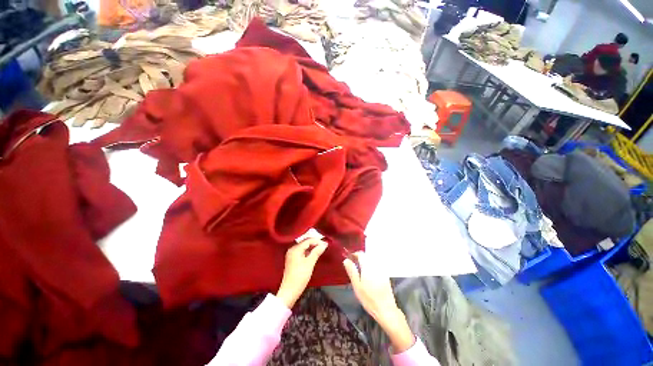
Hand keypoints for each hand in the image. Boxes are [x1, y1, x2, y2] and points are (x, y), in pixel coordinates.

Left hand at [276, 238, 327, 307]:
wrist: (290, 291)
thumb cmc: (300, 277)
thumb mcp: (310, 263)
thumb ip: (317, 252)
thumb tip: (324, 244)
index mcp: (295, 249)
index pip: (308, 240)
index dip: (317, 241)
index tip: (326, 244)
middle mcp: (292, 249)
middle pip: (305, 242)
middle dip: (315, 243)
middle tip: (324, 246)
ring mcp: (291, 254)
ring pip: (304, 246)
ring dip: (312, 246)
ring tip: (321, 249)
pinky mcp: (292, 259)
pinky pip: (302, 251)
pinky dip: (308, 251)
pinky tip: (314, 253)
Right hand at [343, 252, 414, 352]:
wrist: (386, 309)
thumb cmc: (369, 298)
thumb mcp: (357, 285)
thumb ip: (351, 271)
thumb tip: (346, 260)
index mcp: (367, 266)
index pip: (361, 254)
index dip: (354, 254)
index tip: (349, 259)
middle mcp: (375, 265)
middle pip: (367, 256)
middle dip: (359, 258)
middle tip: (353, 266)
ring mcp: (381, 270)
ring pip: (372, 261)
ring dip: (365, 262)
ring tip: (360, 271)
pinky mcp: (385, 275)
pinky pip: (376, 266)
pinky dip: (371, 267)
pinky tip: (368, 276)